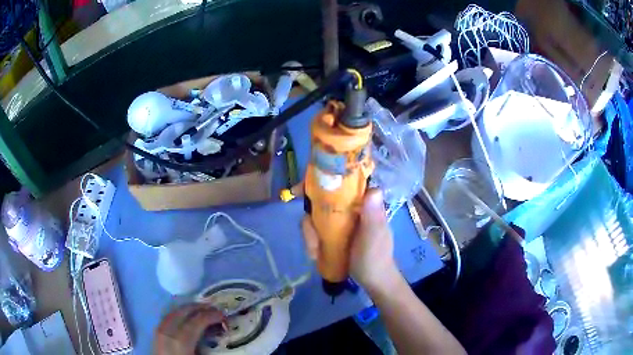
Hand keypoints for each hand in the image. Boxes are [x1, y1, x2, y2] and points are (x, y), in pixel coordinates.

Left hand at [154, 303, 224, 354]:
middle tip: (213, 308)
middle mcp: (167, 333)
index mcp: (180, 341)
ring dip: (187, 309)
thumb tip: (221, 335)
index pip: (196, 321)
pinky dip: (176, 315)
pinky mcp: (155, 336)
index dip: (210, 316)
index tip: (222, 315)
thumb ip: (209, 349)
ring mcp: (158, 333)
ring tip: (200, 310)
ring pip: (172, 313)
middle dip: (198, 308)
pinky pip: (166, 319)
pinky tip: (183, 318)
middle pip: (182, 313)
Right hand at [301, 189, 395, 289]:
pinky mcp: (332, 234)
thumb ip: (374, 216)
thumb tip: (373, 190)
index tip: (299, 191)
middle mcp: (349, 207)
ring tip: (316, 252)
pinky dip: (312, 242)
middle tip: (312, 241)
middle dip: (311, 221)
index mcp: (363, 203)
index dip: (319, 182)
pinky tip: (316, 255)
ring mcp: (339, 221)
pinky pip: (315, 231)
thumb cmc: (375, 258)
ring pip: (315, 217)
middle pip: (320, 201)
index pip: (340, 182)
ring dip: (311, 235)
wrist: (372, 281)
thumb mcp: (375, 238)